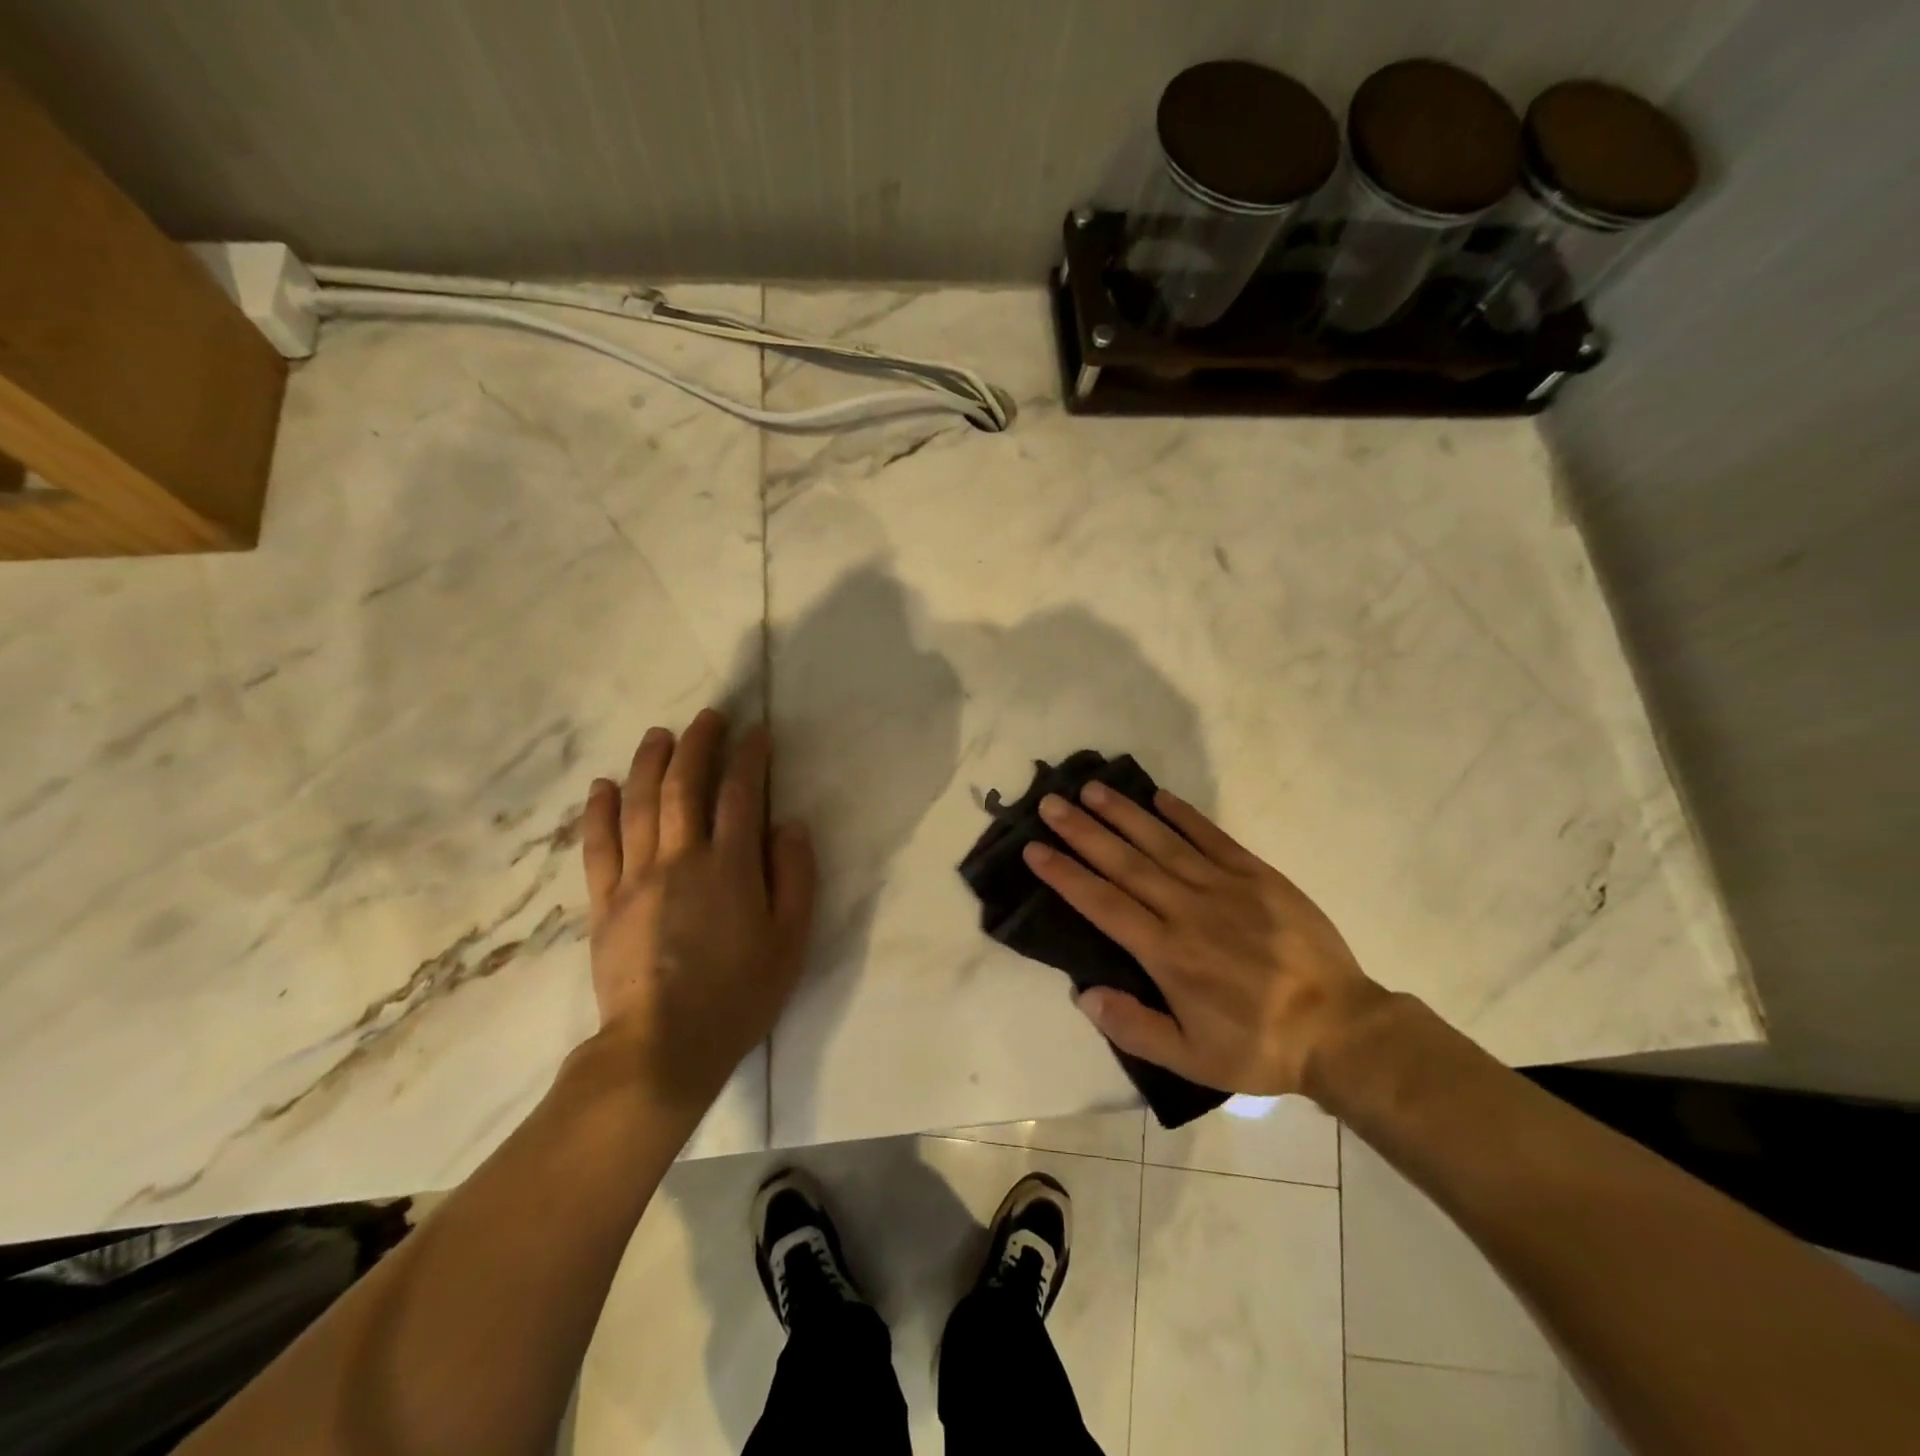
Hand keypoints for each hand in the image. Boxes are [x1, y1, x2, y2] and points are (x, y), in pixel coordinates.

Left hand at [580, 709, 815, 1114]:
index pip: (741, 795)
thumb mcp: (790, 941)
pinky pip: (598, 846)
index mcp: (731, 868)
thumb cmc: (739, 995)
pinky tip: (604, 785)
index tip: (756, 733)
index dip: (750, 758)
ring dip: (650, 763)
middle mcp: (681, 859)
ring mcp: (637, 878)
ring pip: (641, 805)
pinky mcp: (604, 902)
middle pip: (686, 787)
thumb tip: (790, 824)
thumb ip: (795, 877)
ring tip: (659, 734)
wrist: (663, 1047)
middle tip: (707, 717)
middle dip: (698, 745)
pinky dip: (600, 811)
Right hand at [1022, 784, 1388, 1096]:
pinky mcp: (1258, 876)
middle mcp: (1187, 910)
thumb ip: (1135, 1027)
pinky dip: (1185, 816)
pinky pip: (1214, 838)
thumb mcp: (1192, 1059)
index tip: (1035, 849)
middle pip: (1125, 863)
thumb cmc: (1260, 1046)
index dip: (1065, 875)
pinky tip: (1160, 797)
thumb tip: (1083, 994)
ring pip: (1163, 842)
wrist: (1341, 1029)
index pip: (1103, 903)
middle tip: (1050, 804)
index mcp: (1167, 953)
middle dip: (1083, 832)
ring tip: (1091, 789)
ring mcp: (1225, 887)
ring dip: (1124, 814)